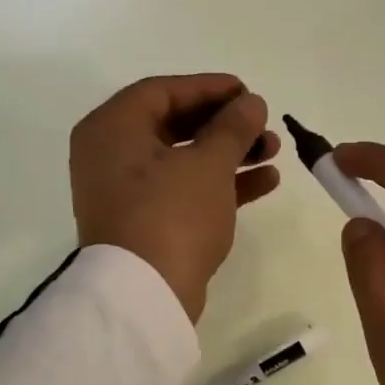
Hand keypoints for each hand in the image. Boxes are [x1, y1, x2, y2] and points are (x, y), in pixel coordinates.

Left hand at [71, 74, 280, 321]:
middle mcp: (110, 156)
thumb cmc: (171, 215)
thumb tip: (251, 102)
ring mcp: (126, 193)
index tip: (248, 91)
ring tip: (273, 151)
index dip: (208, 87)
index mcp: (111, 129)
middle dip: (224, 124)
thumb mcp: (208, 164)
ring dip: (229, 154)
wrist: (145, 296)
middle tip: (263, 124)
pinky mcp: (144, 223)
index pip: (162, 91)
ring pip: (183, 160)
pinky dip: (219, 183)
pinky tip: (265, 181)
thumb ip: (233, 127)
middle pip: (174, 125)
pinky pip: (184, 190)